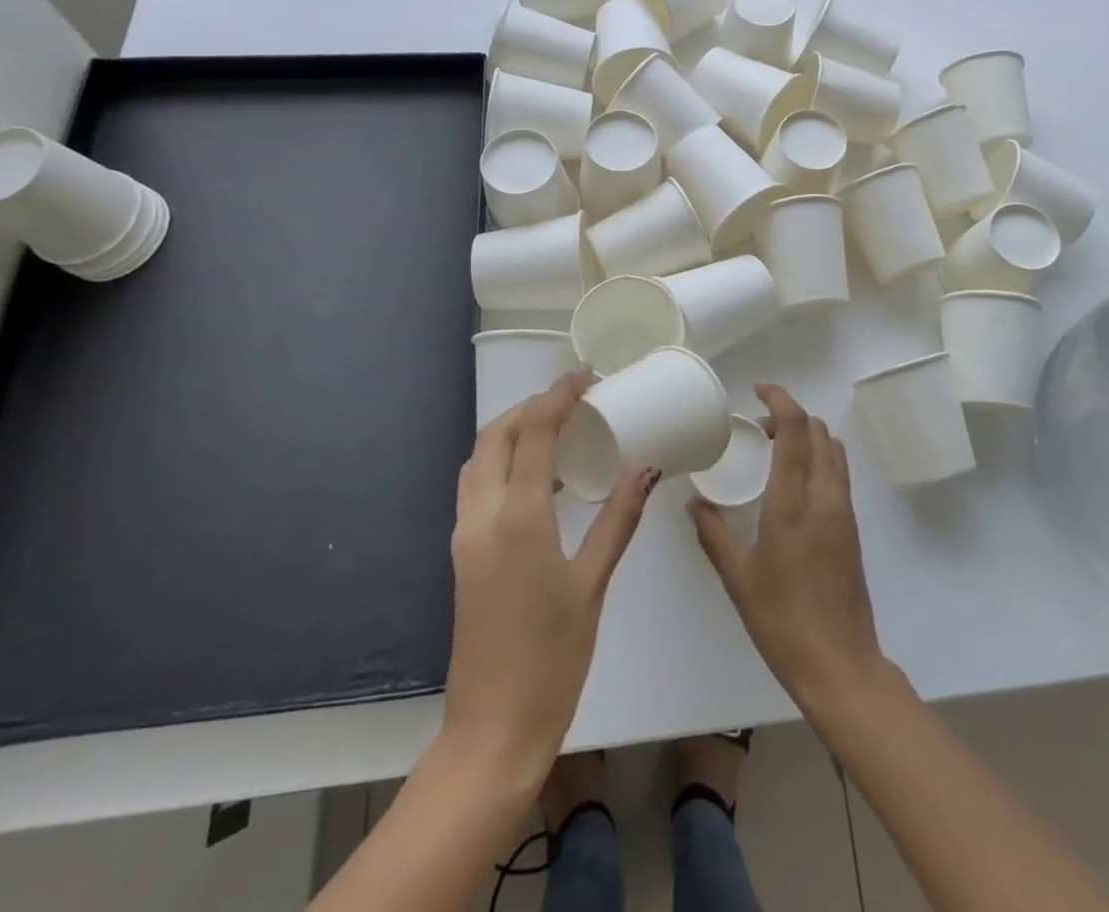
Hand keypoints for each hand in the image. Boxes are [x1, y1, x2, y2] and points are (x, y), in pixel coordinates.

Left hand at [444, 373, 657, 777]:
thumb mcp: (593, 585)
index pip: (534, 433)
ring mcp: (465, 536)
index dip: (559, 396)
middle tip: (572, 400)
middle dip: (531, 407)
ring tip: (557, 428)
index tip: (586, 378)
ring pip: (479, 459)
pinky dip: (502, 462)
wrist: (492, 731)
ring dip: (513, 431)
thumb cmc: (552, 659)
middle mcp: (482, 517)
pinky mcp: (462, 555)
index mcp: (518, 519)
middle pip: (496, 436)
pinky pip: (477, 486)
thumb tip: (646, 467)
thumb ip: (618, 518)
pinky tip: (538, 477)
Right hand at [689, 385, 885, 710]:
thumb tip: (695, 502)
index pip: (796, 430)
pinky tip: (792, 482)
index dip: (780, 400)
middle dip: (791, 416)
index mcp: (794, 503)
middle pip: (819, 431)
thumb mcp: (738, 577)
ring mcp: (844, 512)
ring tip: (775, 449)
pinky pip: (838, 473)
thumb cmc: (782, 621)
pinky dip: (818, 458)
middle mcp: (825, 497)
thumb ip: (713, 533)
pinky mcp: (852, 528)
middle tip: (758, 427)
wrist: (840, 665)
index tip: (759, 390)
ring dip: (808, 435)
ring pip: (833, 449)